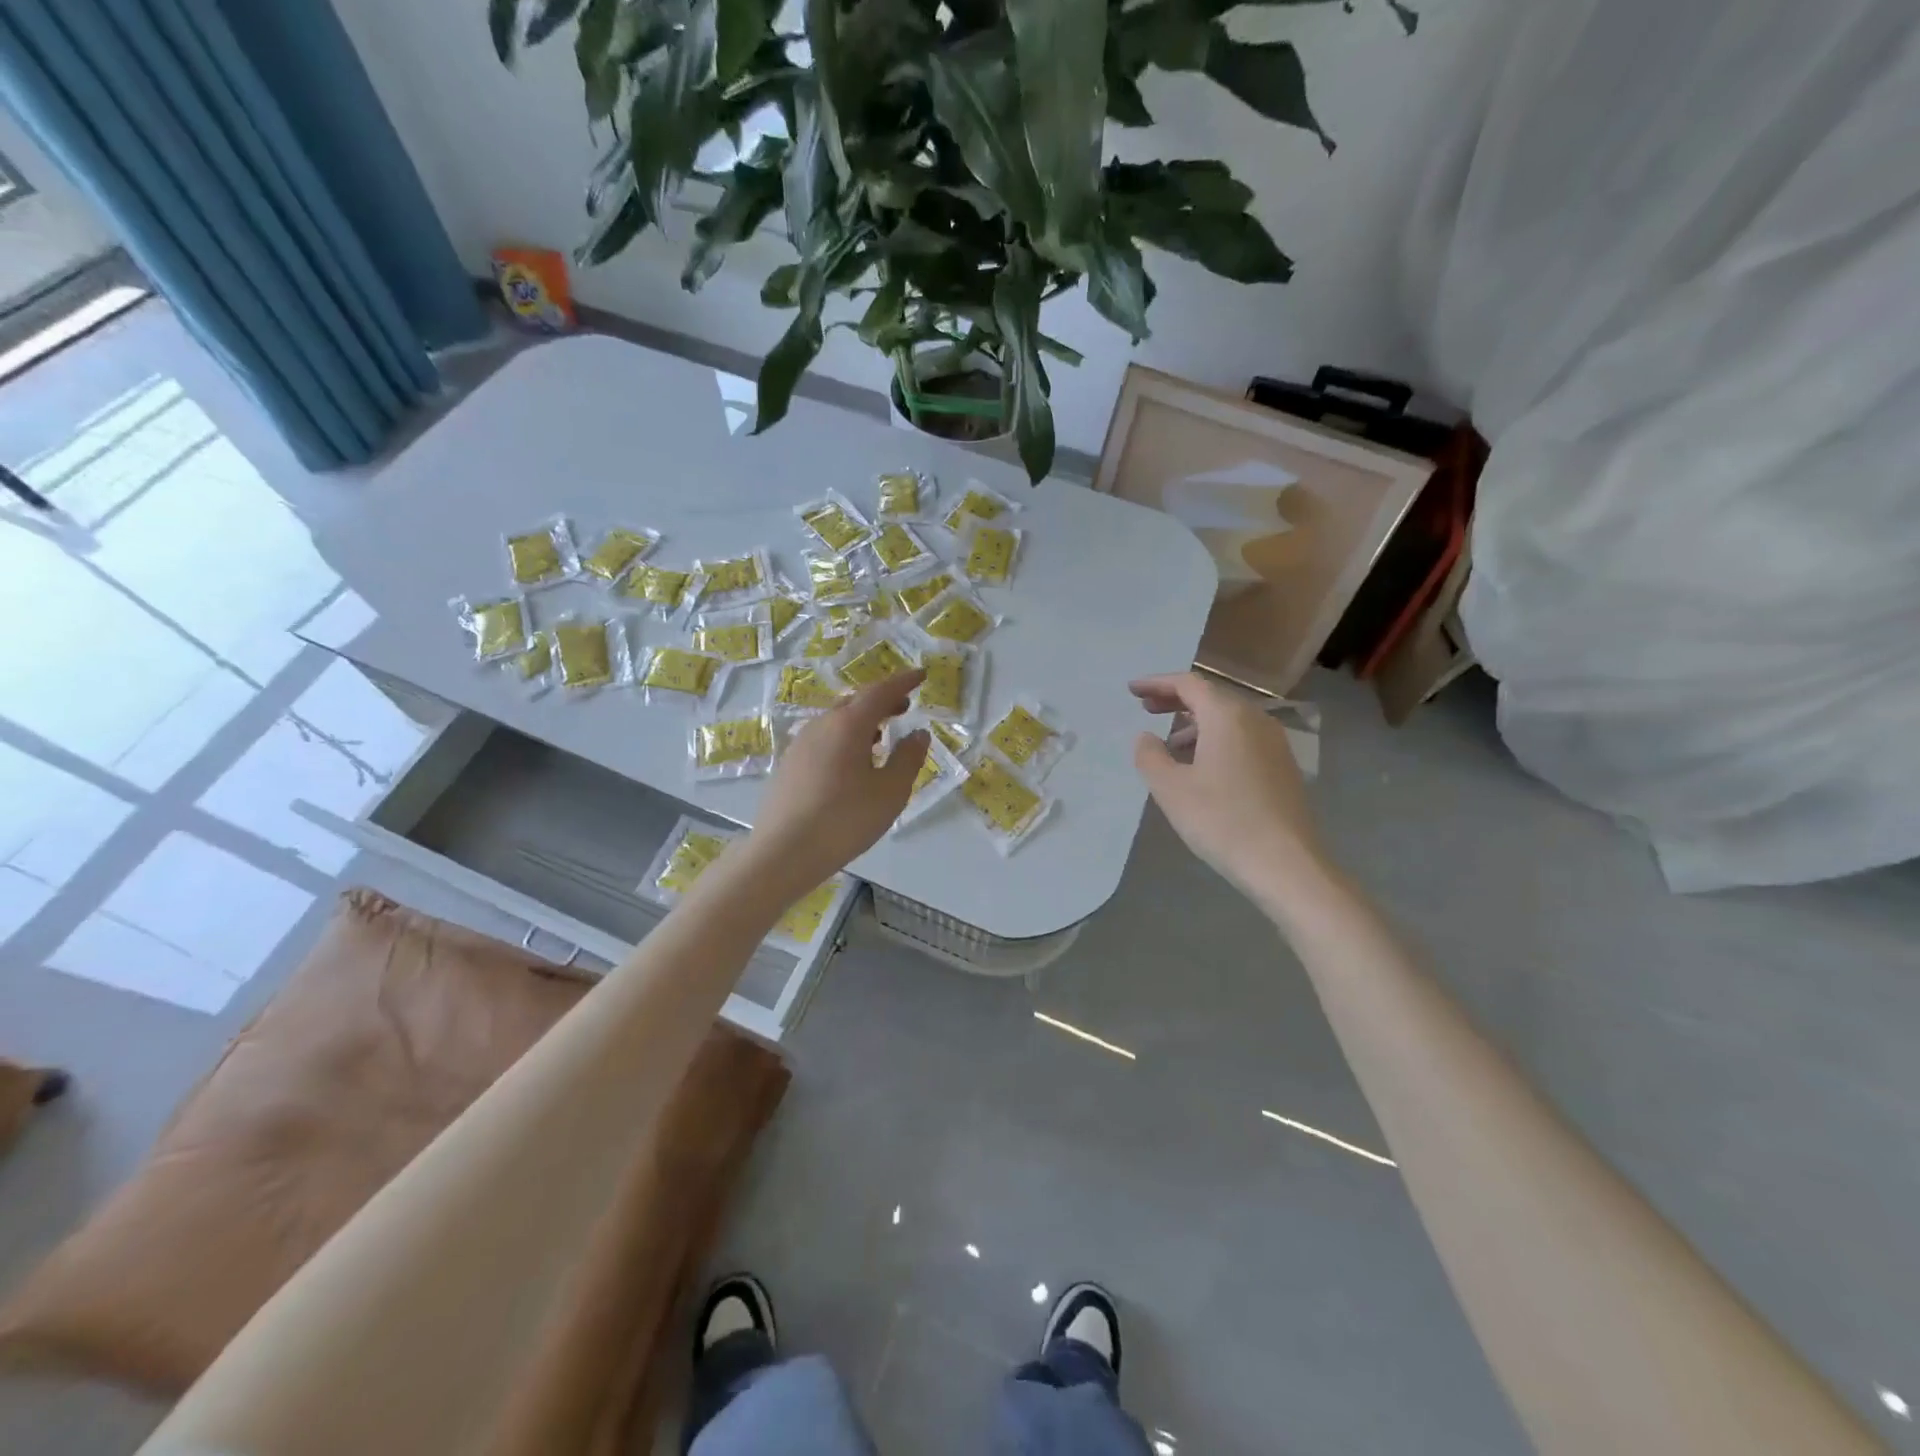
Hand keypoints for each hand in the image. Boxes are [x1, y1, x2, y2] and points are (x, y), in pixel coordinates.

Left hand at [745, 671, 928, 892]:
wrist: (783, 853)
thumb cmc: (844, 820)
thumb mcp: (890, 792)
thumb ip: (908, 758)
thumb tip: (918, 734)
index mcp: (848, 725)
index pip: (880, 691)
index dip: (903, 682)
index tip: (921, 675)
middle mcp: (821, 725)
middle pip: (855, 702)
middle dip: (882, 700)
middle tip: (904, 706)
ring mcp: (800, 744)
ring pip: (836, 720)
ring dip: (862, 720)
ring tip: (881, 734)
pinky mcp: (789, 764)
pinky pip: (823, 738)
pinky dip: (844, 737)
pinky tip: (851, 761)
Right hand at [1131, 672, 1325, 903]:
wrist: (1285, 863)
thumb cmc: (1221, 820)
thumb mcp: (1171, 789)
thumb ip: (1150, 756)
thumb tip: (1146, 737)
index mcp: (1227, 717)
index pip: (1189, 684)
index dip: (1157, 683)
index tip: (1132, 690)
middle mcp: (1255, 720)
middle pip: (1211, 697)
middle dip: (1176, 700)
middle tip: (1146, 708)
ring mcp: (1274, 743)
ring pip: (1229, 719)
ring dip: (1195, 723)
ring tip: (1170, 743)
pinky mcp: (1283, 767)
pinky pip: (1243, 738)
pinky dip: (1216, 739)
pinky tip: (1202, 766)